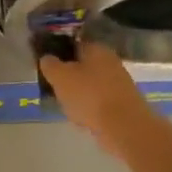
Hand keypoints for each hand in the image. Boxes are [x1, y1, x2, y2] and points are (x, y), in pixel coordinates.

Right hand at [40, 41, 156, 154]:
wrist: (124, 127)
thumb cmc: (89, 96)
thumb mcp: (60, 77)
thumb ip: (50, 65)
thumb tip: (47, 58)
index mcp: (96, 49)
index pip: (73, 44)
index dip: (58, 53)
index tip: (46, 65)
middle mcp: (111, 62)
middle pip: (83, 65)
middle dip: (69, 76)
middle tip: (54, 87)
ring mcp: (119, 83)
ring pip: (91, 84)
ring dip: (78, 93)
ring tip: (66, 105)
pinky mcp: (124, 103)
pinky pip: (100, 101)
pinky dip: (90, 108)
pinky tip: (82, 118)